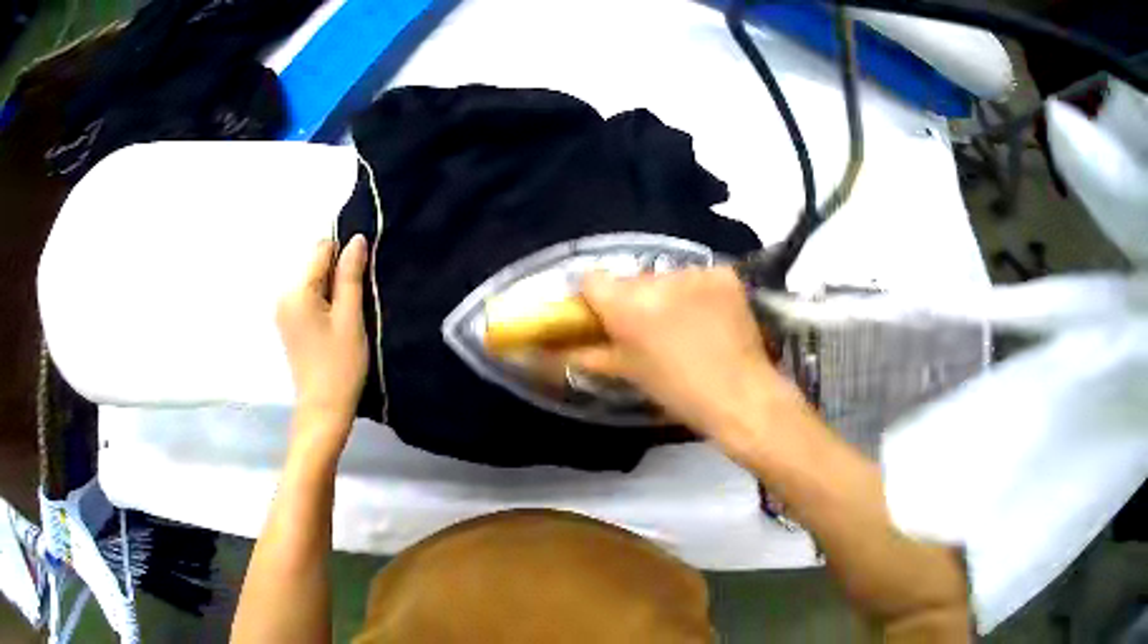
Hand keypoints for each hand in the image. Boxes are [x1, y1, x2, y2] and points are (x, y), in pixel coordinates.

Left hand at [276, 235, 368, 437]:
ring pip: (314, 283)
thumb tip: (357, 239)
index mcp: (296, 290)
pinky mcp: (288, 325)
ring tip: (347, 320)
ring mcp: (283, 311)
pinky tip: (335, 328)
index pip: (322, 249)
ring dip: (333, 292)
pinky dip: (324, 305)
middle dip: (338, 277)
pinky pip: (308, 299)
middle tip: (356, 307)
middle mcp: (283, 295)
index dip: (345, 258)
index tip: (361, 282)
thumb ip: (351, 275)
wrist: (324, 409)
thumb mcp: (351, 317)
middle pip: (316, 266)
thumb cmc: (340, 364)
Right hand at [567, 268, 806, 450]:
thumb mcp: (627, 373)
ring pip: (666, 277)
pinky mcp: (724, 274)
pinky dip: (700, 292)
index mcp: (626, 305)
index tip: (603, 316)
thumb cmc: (678, 392)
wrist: (740, 395)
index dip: (594, 297)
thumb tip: (555, 349)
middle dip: (634, 299)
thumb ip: (587, 354)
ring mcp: (695, 273)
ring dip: (669, 295)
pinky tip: (711, 317)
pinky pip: (699, 277)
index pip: (591, 280)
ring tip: (686, 326)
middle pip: (632, 279)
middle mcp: (657, 280)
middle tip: (649, 329)